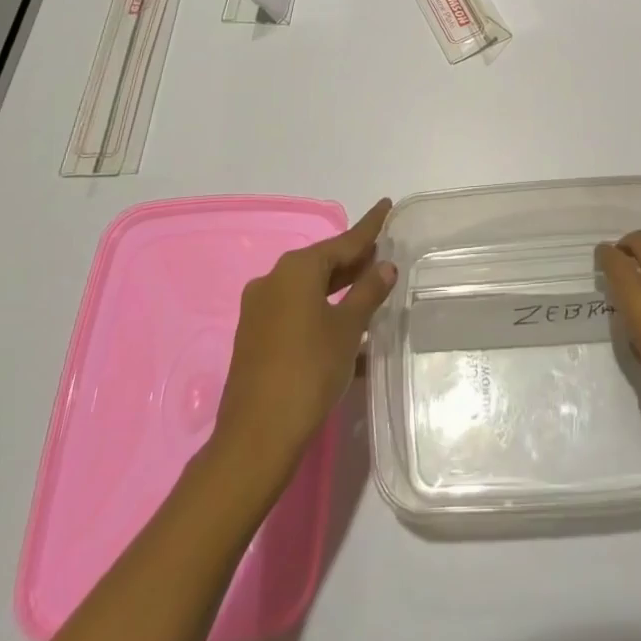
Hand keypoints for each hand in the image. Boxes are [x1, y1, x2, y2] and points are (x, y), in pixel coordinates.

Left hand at [212, 198, 395, 477]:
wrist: (256, 436)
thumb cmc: (309, 370)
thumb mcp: (348, 329)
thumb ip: (368, 292)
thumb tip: (385, 266)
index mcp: (296, 269)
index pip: (344, 240)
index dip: (369, 226)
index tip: (386, 204)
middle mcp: (273, 280)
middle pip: (323, 262)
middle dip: (353, 259)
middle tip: (383, 252)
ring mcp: (259, 309)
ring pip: (308, 288)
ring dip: (339, 287)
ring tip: (370, 285)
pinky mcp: (255, 336)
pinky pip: (296, 310)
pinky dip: (321, 310)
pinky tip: (346, 326)